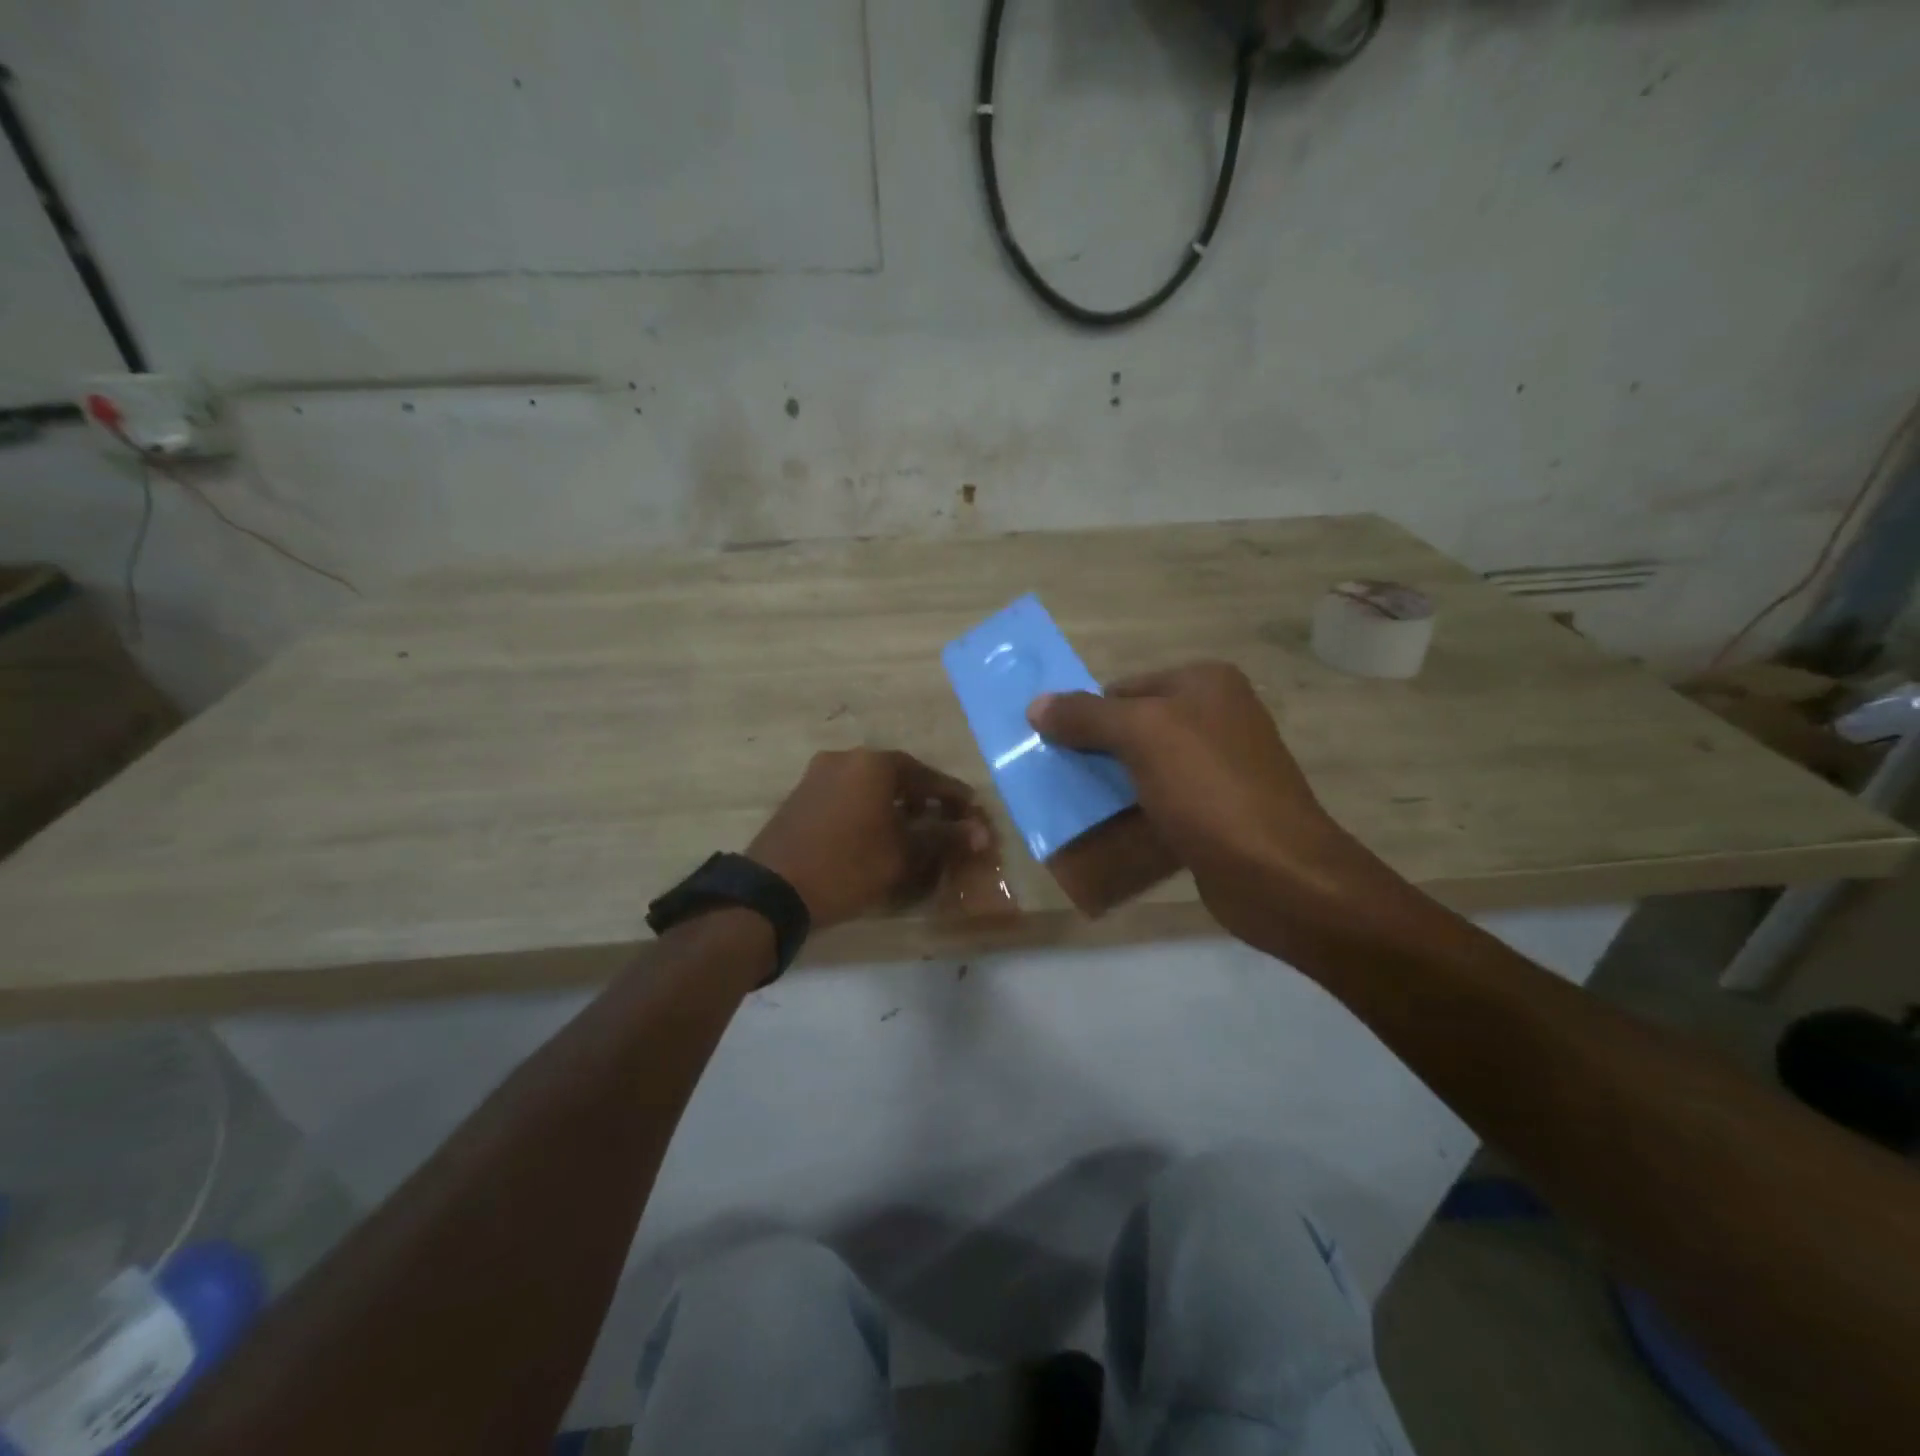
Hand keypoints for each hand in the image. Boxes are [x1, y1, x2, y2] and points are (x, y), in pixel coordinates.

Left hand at [747, 749, 987, 929]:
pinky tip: (876, 834)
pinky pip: (848, 795)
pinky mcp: (801, 795)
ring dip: (895, 804)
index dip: (954, 797)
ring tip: (912, 831)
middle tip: (944, 822)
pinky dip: (868, 809)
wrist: (772, 890)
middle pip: (899, 776)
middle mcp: (846, 758)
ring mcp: (818, 775)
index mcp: (875, 764)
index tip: (973, 813)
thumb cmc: (847, 867)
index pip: (928, 776)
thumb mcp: (903, 855)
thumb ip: (945, 839)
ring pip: (871, 785)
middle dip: (924, 799)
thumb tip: (981, 833)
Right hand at [1028, 662, 1379, 943]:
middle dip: (1092, 754)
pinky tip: (1105, 836)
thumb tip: (1035, 704)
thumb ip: (1086, 715)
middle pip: (1132, 728)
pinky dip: (1132, 818)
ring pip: (1143, 770)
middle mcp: (1216, 717)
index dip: (1083, 715)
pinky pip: (1161, 805)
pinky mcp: (1217, 813)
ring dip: (1108, 789)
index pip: (1123, 688)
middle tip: (1054, 780)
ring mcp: (1220, 768)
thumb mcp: (1142, 736)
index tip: (1050, 748)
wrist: (1277, 874)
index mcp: (1205, 683)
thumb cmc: (1208, 788)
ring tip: (1070, 811)